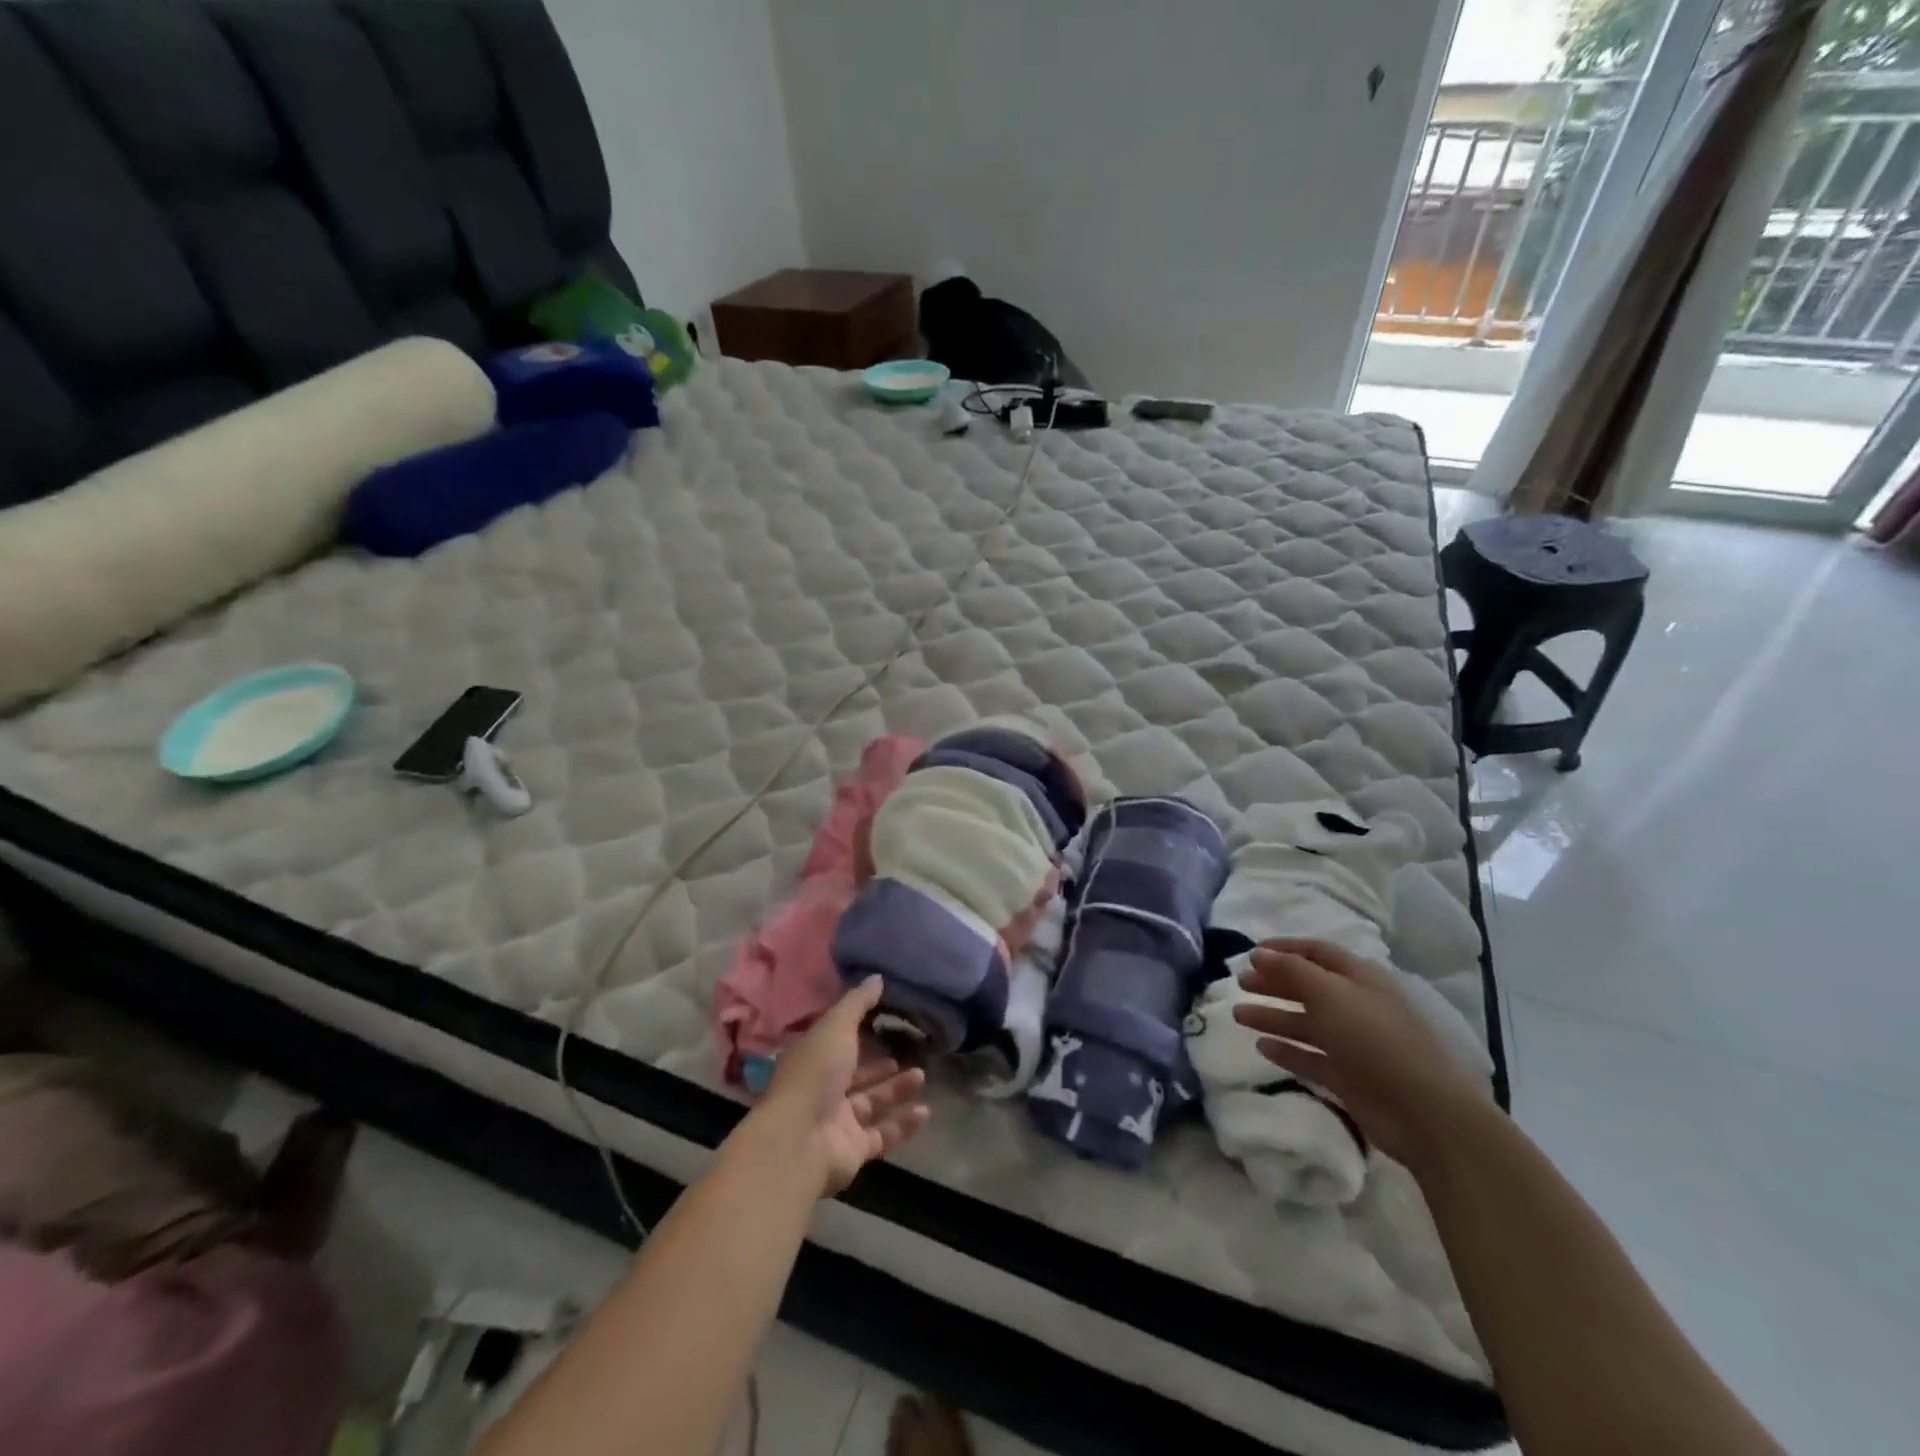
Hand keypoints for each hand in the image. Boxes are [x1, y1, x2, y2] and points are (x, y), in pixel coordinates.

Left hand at [759, 977, 929, 1195]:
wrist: (799, 1140)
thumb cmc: (815, 1073)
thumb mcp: (836, 1026)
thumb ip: (858, 1003)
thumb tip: (877, 977)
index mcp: (812, 1059)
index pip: (837, 1042)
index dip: (858, 1033)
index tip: (885, 1021)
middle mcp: (822, 1089)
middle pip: (856, 1075)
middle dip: (880, 1065)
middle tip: (909, 1051)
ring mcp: (837, 1122)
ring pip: (872, 1103)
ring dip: (896, 1090)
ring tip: (922, 1075)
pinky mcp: (853, 1150)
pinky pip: (882, 1134)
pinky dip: (903, 1124)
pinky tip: (925, 1111)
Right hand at [1232, 939, 1488, 1166]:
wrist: (1424, 1112)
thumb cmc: (1375, 1040)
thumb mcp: (1330, 994)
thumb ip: (1291, 971)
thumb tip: (1259, 954)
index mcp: (1360, 979)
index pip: (1317, 952)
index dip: (1284, 949)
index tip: (1251, 952)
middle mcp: (1356, 1006)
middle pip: (1308, 987)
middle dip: (1274, 983)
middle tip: (1240, 982)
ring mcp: (1353, 1044)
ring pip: (1305, 1023)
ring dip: (1272, 1016)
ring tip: (1238, 1015)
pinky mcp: (1348, 1077)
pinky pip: (1310, 1057)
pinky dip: (1287, 1051)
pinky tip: (1262, 1047)